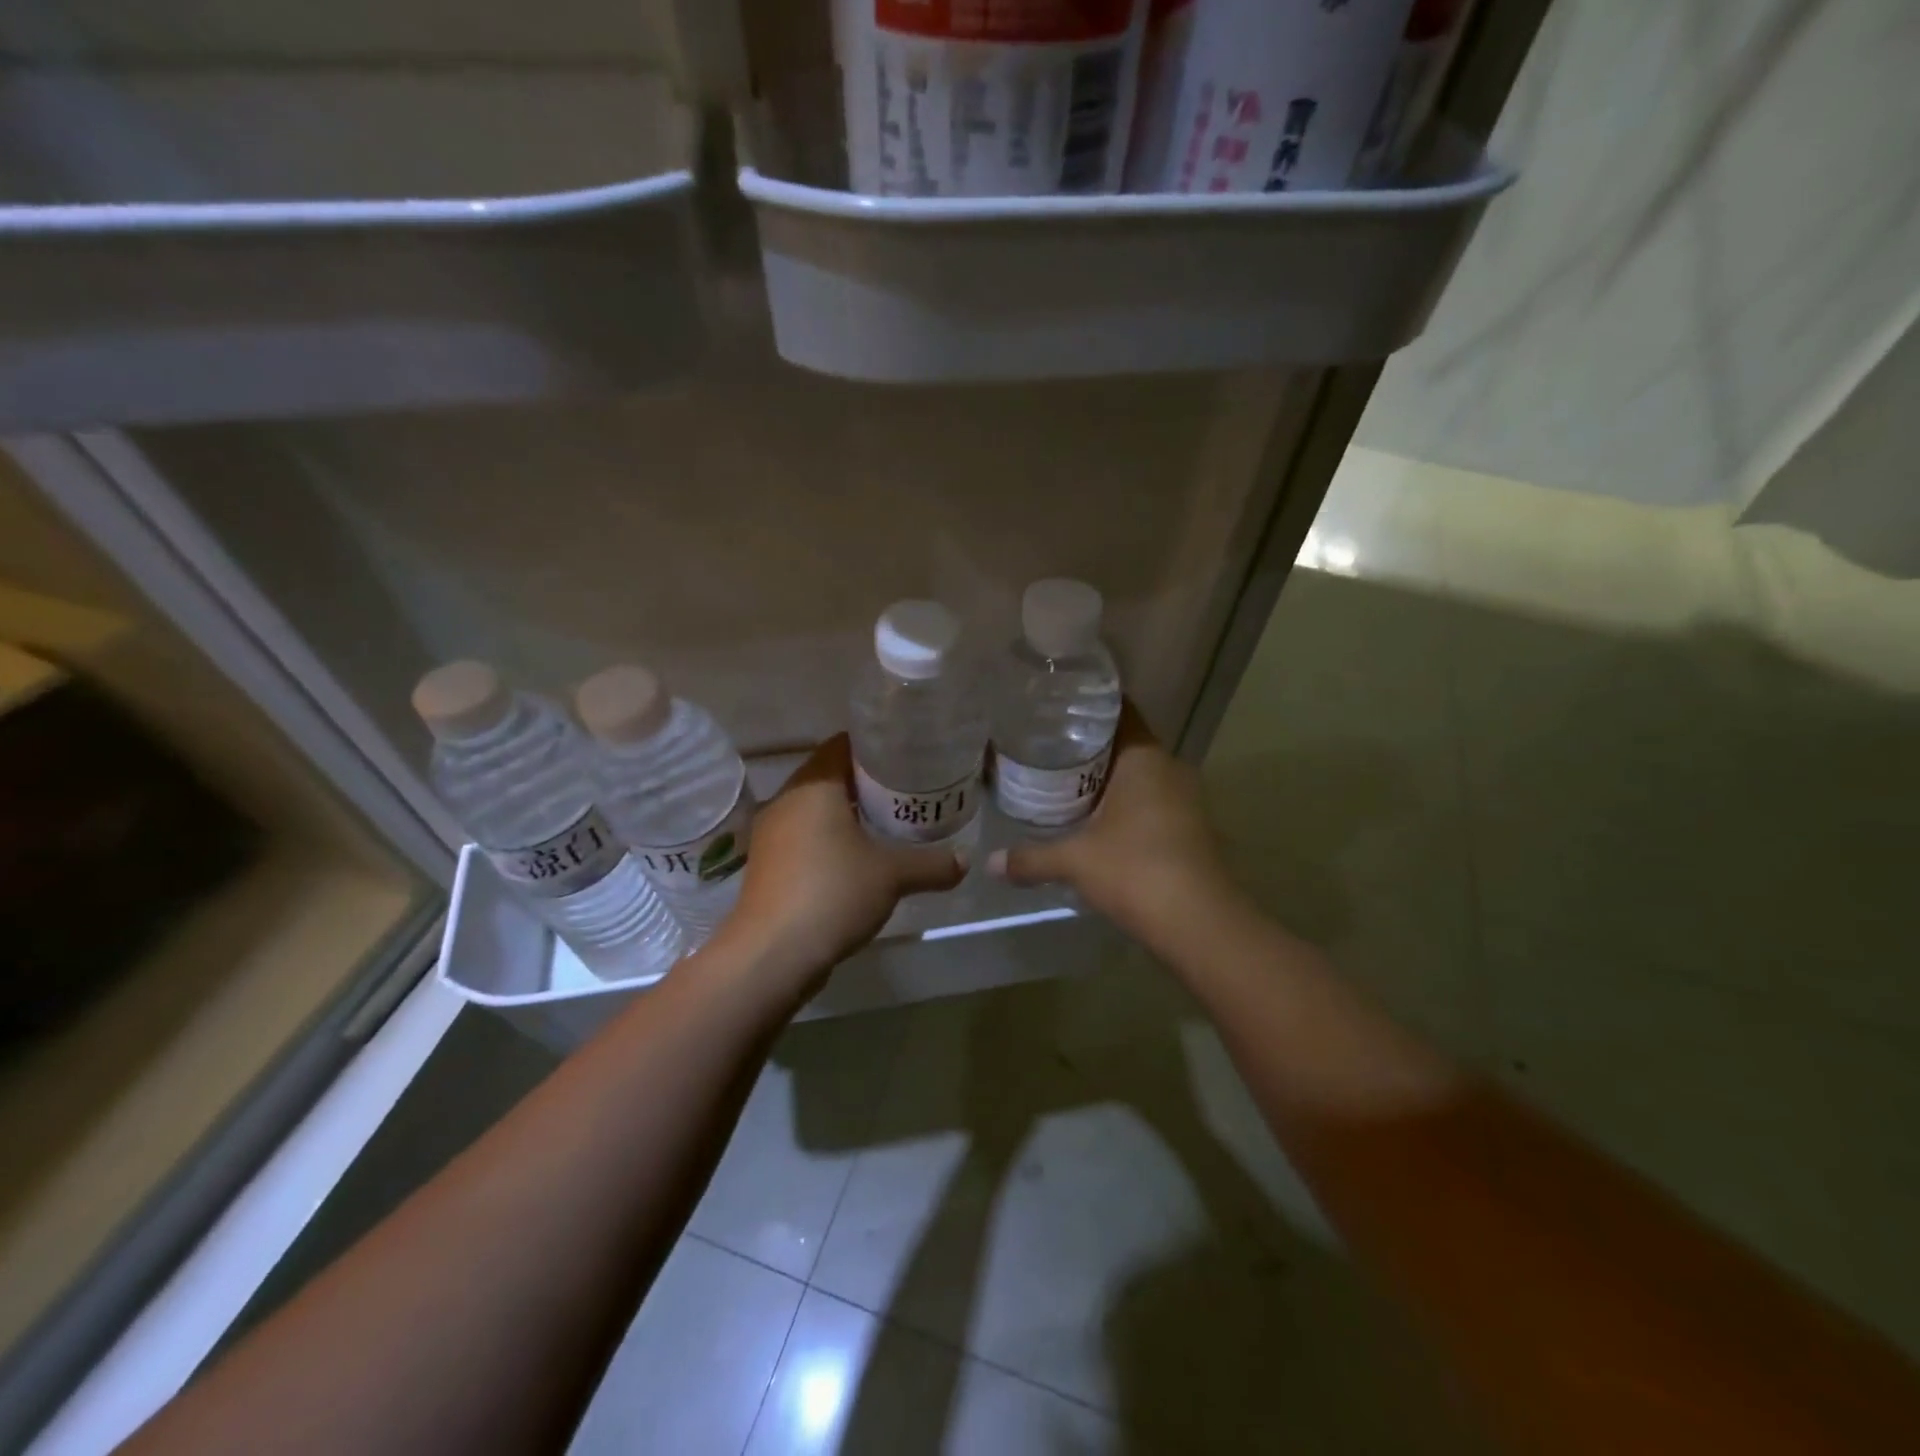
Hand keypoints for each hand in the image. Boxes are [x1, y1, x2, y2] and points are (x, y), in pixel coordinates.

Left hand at [720, 734, 965, 993]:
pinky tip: (857, 860)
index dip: (875, 747)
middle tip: (906, 791)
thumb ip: (932, 864)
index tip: (906, 757)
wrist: (771, 954)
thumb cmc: (833, 893)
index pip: (843, 745)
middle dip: (866, 783)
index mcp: (813, 786)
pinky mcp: (768, 865)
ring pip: (815, 810)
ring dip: (847, 814)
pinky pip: (804, 837)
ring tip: (887, 824)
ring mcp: (771, 834)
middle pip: (829, 776)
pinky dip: (829, 839)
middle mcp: (786, 800)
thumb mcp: (893, 876)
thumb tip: (965, 860)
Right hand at [987, 701, 1235, 952]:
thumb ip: (1031, 858)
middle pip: (1125, 744)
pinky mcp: (1191, 827)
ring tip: (1065, 784)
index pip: (1118, 711)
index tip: (1054, 709)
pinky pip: (1152, 801)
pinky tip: (1097, 821)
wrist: (1200, 923)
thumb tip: (990, 863)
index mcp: (1144, 758)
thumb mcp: (1074, 861)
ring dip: (1108, 780)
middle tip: (1047, 749)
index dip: (1087, 707)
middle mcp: (1169, 768)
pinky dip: (1126, 805)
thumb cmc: (1135, 871)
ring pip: (1140, 776)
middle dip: (1089, 747)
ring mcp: (1186, 798)